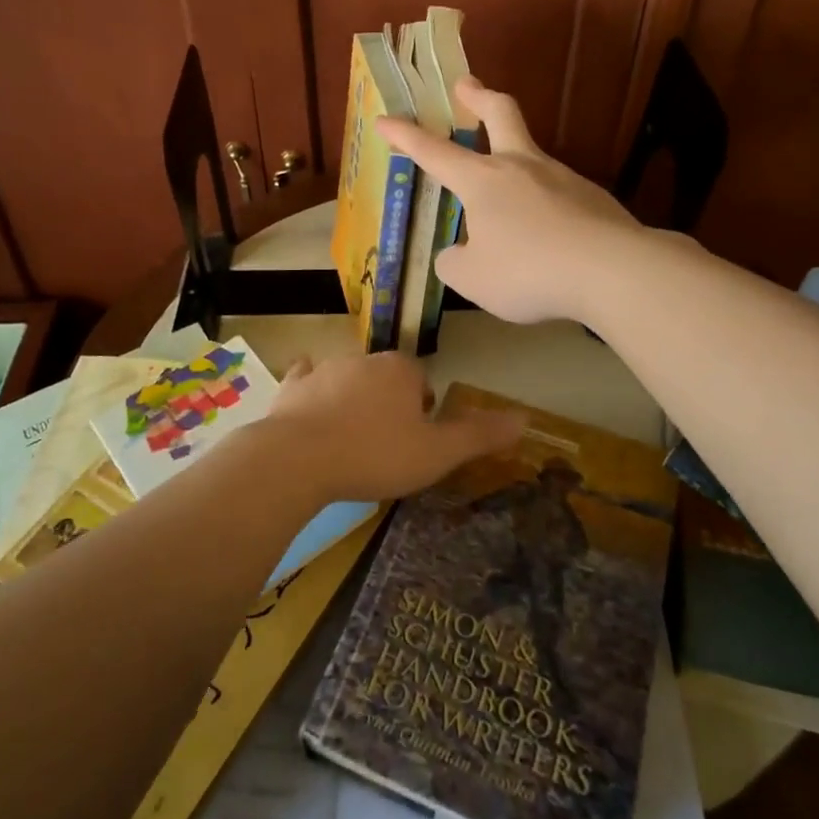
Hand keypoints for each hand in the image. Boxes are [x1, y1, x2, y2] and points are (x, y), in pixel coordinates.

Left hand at [256, 352, 523, 503]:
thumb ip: (479, 435)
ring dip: (353, 400)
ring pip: (348, 378)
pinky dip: (311, 390)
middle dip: (389, 403)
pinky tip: (310, 406)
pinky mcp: (293, 386)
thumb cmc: (375, 455)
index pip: (421, 379)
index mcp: (401, 369)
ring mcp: (324, 369)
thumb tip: (525, 418)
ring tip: (352, 441)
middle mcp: (364, 359)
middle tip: (387, 445)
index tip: (418, 439)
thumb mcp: (437, 453)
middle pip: (385, 377)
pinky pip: (306, 379)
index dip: (423, 408)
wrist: (300, 459)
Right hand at [376, 76, 644, 324]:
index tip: (386, 119)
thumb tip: (458, 254)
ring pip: (531, 159)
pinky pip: (557, 196)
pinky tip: (548, 239)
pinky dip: (544, 207)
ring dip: (514, 165)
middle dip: (479, 96)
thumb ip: (455, 263)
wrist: (613, 271)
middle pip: (501, 114)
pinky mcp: (592, 198)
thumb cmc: (529, 271)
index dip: (406, 136)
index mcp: (483, 180)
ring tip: (508, 216)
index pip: (434, 152)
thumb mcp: (474, 279)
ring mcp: (562, 178)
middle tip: (466, 84)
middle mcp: (522, 167)